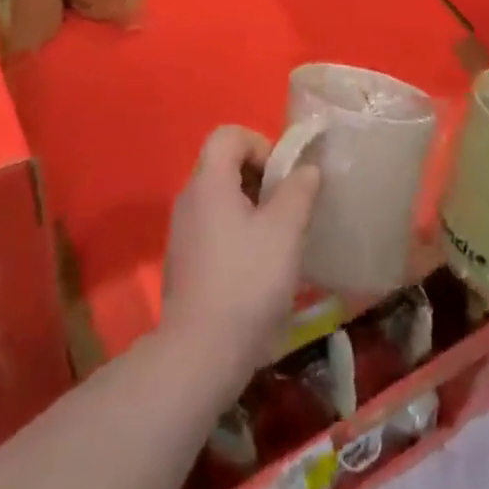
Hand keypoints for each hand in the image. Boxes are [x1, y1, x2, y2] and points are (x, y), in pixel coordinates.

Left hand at [161, 126, 320, 391]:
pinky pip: (213, 227)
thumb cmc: (247, 280)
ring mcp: (182, 232)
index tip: (284, 177)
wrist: (200, 353)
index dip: (261, 144)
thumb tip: (306, 169)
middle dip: (260, 177)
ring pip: (220, 198)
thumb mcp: (285, 230)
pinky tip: (258, 266)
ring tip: (279, 238)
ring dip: (252, 207)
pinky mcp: (184, 262)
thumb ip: (299, 190)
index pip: (228, 135)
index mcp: (209, 181)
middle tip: (288, 206)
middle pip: (224, 164)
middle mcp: (189, 198)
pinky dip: (237, 232)